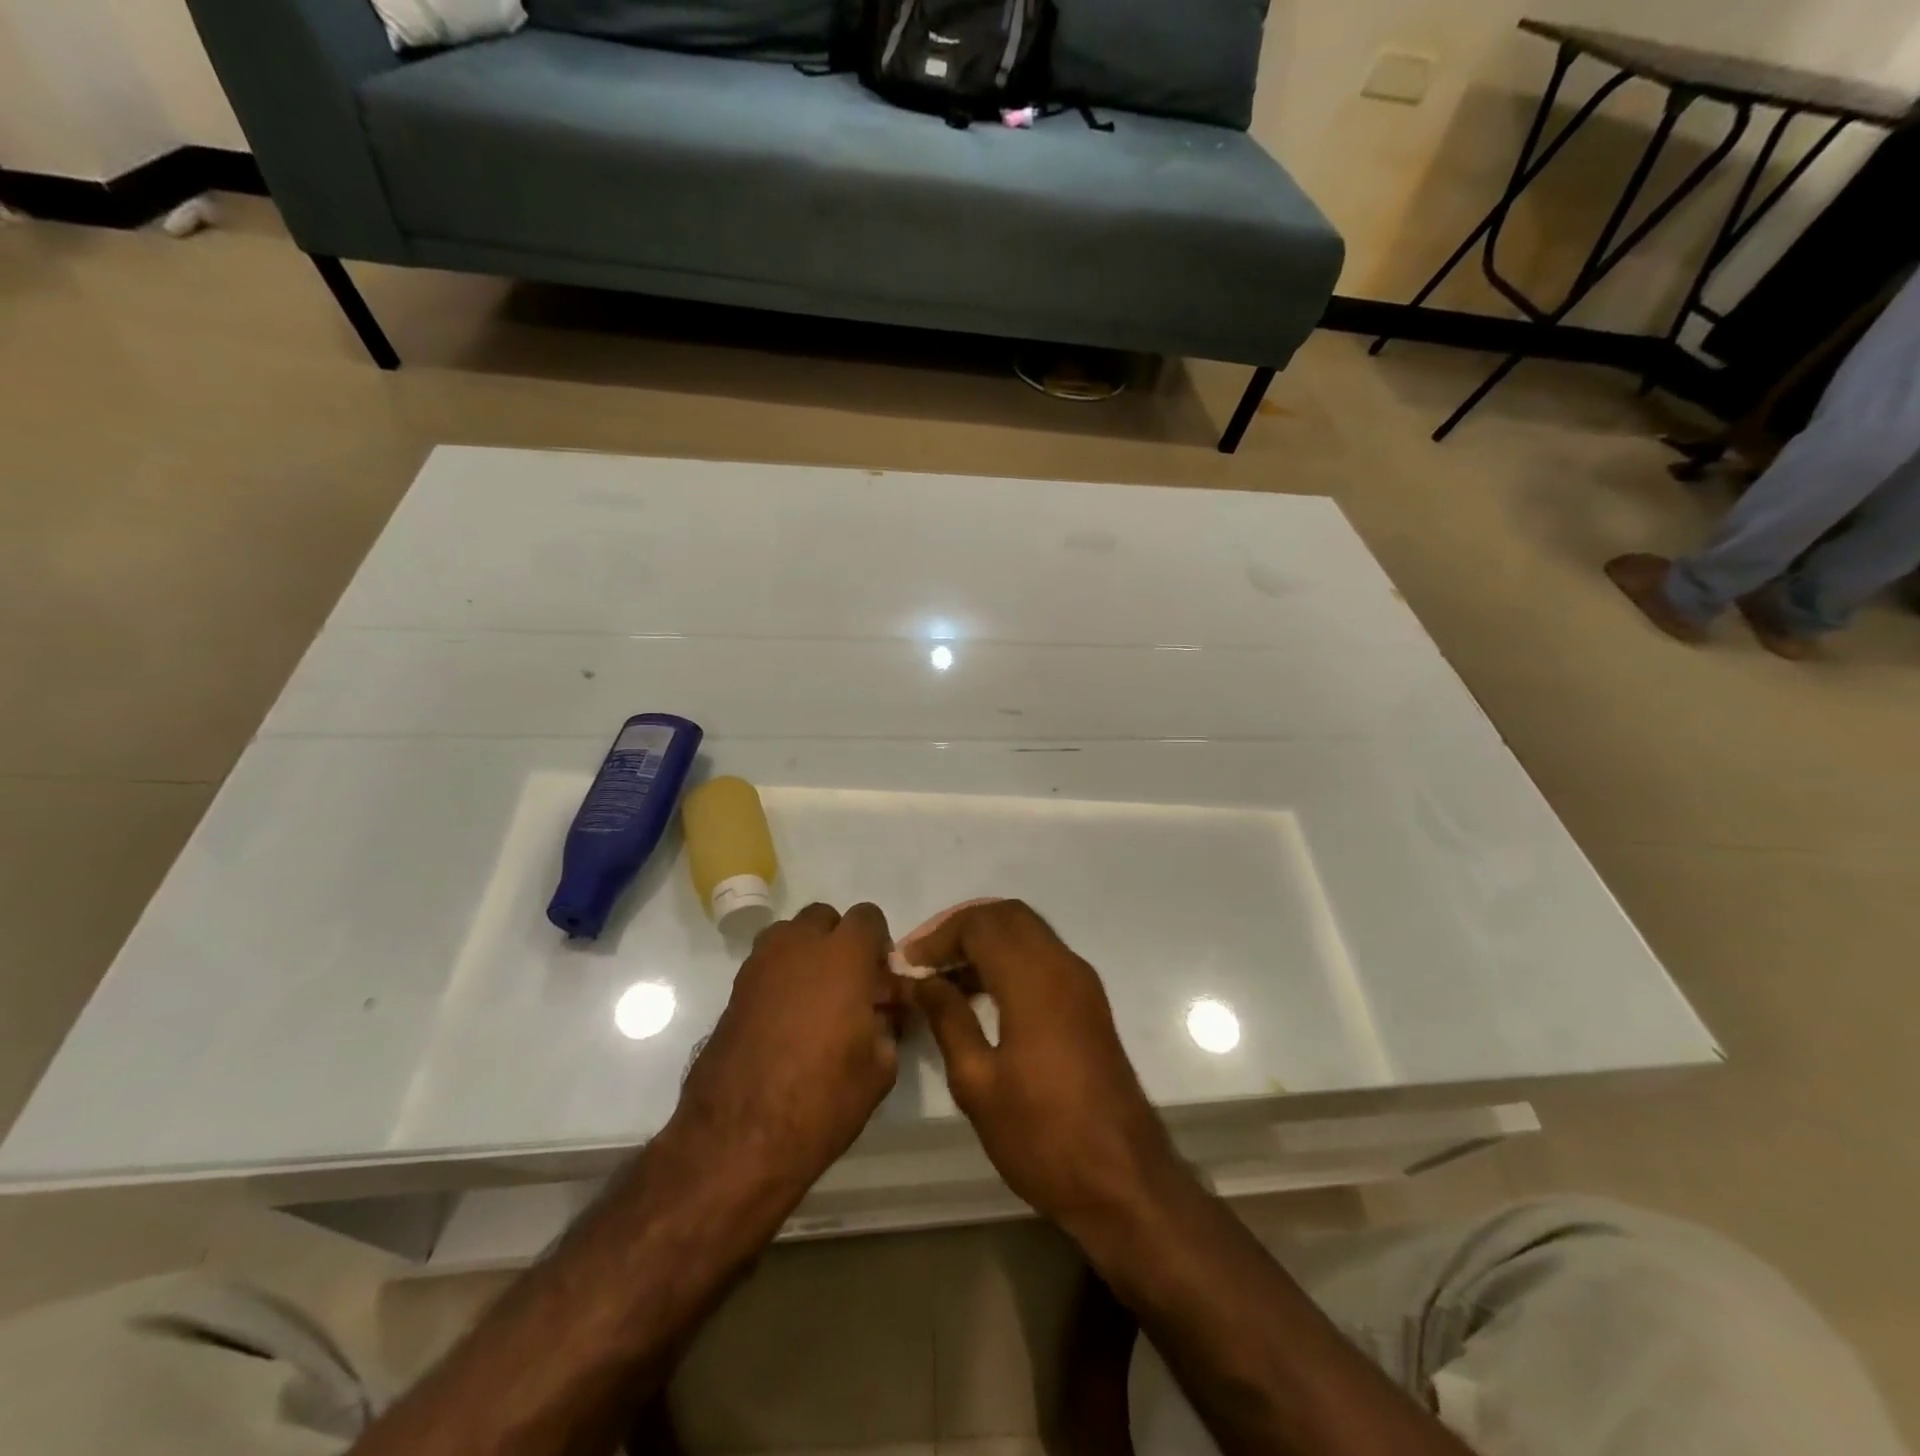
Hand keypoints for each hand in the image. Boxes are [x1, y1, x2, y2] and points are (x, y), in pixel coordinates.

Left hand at [672, 903, 905, 1202]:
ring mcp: (760, 965)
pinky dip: (781, 977)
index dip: (879, 944)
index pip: (868, 917)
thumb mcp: (880, 1067)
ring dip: (807, 953)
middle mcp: (799, 946)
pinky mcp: (734, 990)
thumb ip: (887, 1024)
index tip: (881, 979)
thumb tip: (882, 1011)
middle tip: (849, 985)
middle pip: (824, 917)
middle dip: (840, 941)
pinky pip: (766, 964)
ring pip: (790, 935)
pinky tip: (787, 1020)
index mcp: (843, 955)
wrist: (739, 1137)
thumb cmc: (822, 1099)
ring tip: (815, 999)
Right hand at [902, 900, 1179, 1229]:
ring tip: (943, 978)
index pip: (980, 924)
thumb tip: (922, 980)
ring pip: (1027, 932)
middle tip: (925, 960)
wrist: (1123, 1180)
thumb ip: (948, 1018)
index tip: (906, 964)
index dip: (938, 935)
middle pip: (1007, 916)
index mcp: (1034, 979)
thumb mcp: (978, 1083)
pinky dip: (1008, 959)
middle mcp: (1062, 965)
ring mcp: (1081, 982)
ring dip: (985, 942)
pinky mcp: (1088, 1002)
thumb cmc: (1042, 1136)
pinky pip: (1042, 956)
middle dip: (962, 928)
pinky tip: (979, 995)